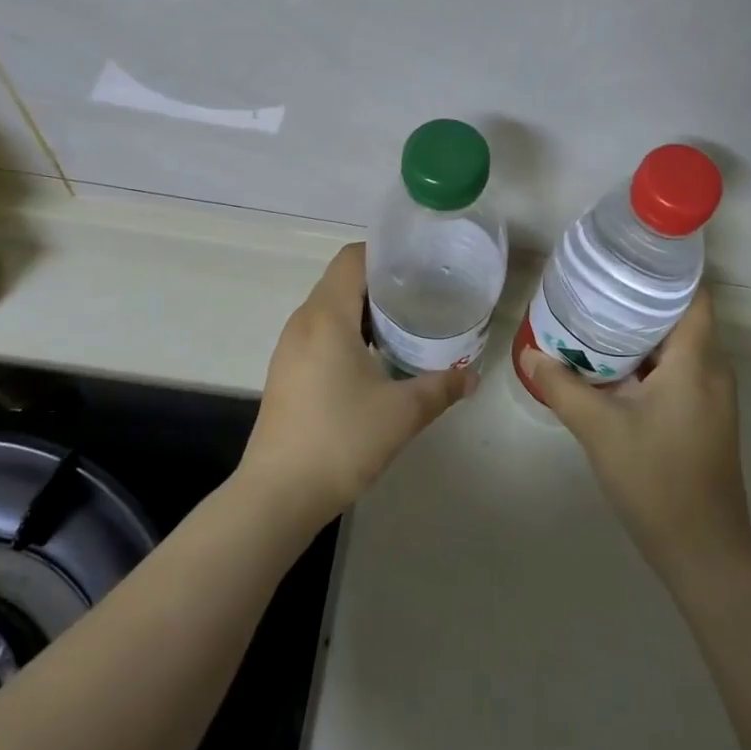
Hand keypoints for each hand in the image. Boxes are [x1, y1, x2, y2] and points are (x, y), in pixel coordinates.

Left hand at [239, 242, 474, 531]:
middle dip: (382, 283)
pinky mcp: (287, 372)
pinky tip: (375, 360)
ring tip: (405, 325)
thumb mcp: (402, 413)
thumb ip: (441, 387)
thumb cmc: (341, 440)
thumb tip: (472, 376)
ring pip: (330, 309)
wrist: (277, 496)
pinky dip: (348, 333)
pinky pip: (320, 333)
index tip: (420, 265)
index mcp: (326, 316)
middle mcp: (303, 322)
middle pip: (342, 280)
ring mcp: (290, 348)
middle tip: (423, 295)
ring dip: (365, 311)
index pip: (352, 258)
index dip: (385, 253)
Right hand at [521, 290, 750, 578]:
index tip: (626, 258)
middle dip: (641, 300)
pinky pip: (679, 371)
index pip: (693, 295)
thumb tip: (531, 355)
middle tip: (596, 286)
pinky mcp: (705, 416)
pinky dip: (649, 360)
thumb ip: (562, 387)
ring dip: (643, 332)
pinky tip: (613, 366)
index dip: (665, 271)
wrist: (702, 549)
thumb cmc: (656, 478)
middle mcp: (713, 370)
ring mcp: (712, 396)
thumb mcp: (600, 429)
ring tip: (596, 318)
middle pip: (682, 316)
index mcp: (696, 361)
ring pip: (679, 346)